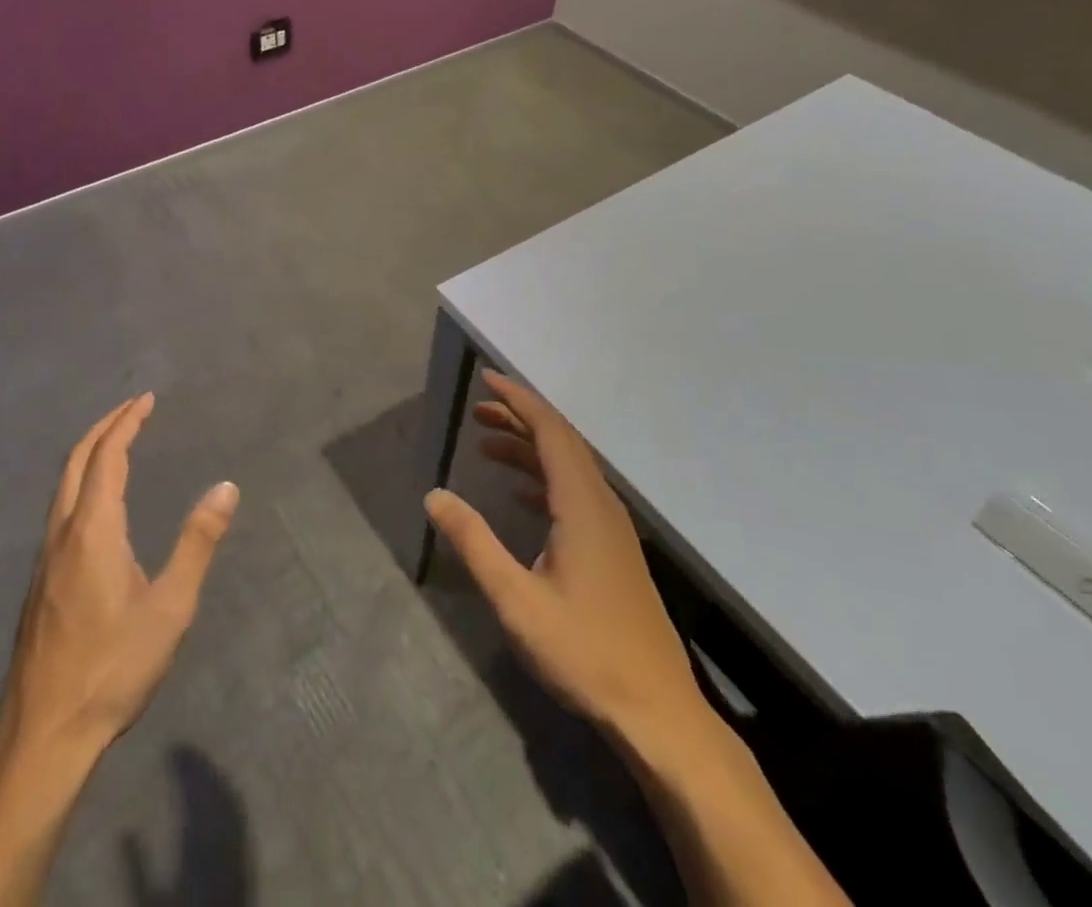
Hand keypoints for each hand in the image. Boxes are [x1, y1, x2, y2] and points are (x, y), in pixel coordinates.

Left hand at [0, 393, 238, 760]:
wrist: (44, 735)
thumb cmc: (113, 667)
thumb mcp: (170, 607)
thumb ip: (197, 543)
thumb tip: (226, 487)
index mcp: (93, 529)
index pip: (107, 456)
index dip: (126, 422)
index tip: (146, 399)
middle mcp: (62, 532)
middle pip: (75, 460)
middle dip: (103, 427)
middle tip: (132, 408)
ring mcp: (45, 558)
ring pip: (62, 485)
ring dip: (88, 453)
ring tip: (116, 443)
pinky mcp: (40, 582)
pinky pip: (59, 508)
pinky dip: (80, 480)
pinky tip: (97, 503)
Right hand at [424, 371, 714, 761]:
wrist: (656, 712)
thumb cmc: (584, 652)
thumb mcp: (516, 600)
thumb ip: (474, 542)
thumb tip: (434, 495)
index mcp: (582, 505)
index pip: (550, 430)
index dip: (518, 400)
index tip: (487, 379)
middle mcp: (601, 504)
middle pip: (560, 441)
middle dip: (519, 418)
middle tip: (477, 411)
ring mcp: (611, 528)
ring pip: (569, 467)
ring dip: (530, 448)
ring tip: (486, 445)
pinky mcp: (614, 550)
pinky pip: (575, 492)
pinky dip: (544, 478)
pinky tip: (519, 493)